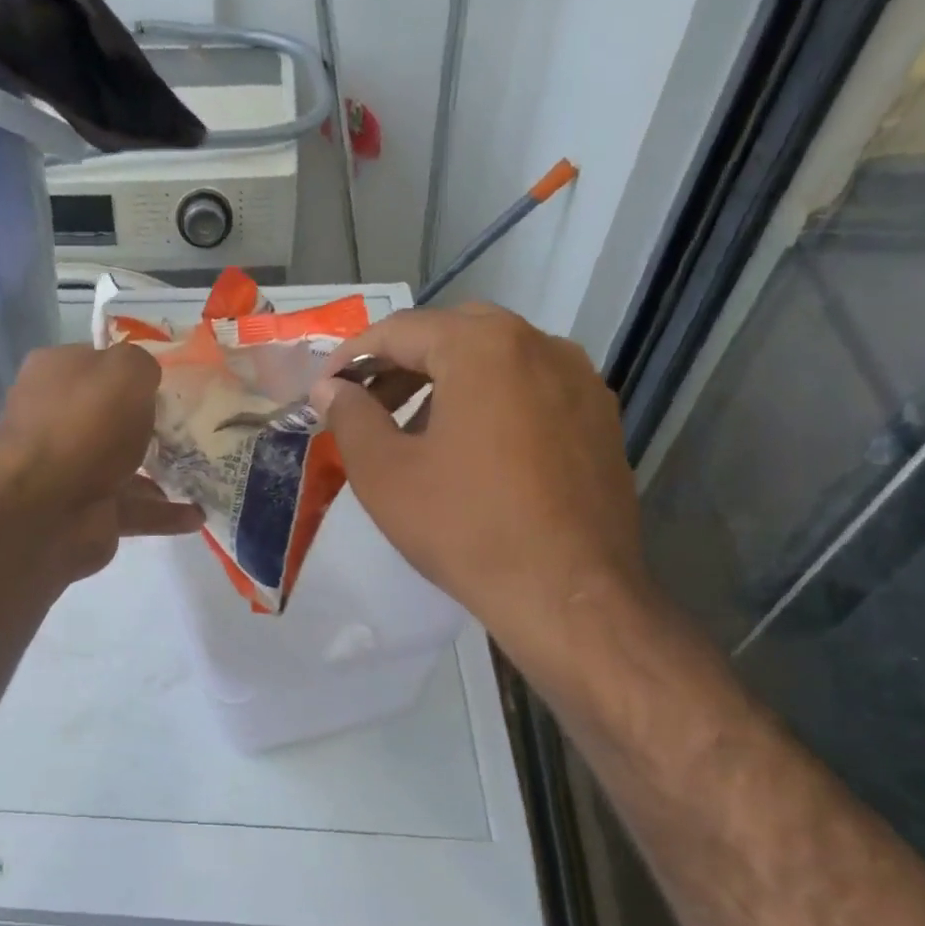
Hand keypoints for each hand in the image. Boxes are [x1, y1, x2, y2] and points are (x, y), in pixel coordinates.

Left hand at [0, 343, 203, 582]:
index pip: (98, 362)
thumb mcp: (124, 372)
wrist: (43, 510)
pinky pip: (136, 509)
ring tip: (207, 470)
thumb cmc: (84, 425)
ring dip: (163, 469)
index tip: (174, 377)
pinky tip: (198, 514)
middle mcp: (59, 419)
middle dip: (151, 421)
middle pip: (113, 415)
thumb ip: (141, 364)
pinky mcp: (90, 511)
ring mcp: (72, 469)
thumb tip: (145, 376)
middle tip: (198, 423)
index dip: (133, 367)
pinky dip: (165, 513)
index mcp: (56, 375)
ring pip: (126, 464)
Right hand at [310, 305, 649, 671]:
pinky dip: (489, 400)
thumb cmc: (464, 526)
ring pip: (496, 359)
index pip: (402, 330)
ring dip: (446, 380)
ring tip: (411, 428)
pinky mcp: (599, 419)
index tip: (325, 387)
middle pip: (453, 334)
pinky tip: (469, 448)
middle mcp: (540, 346)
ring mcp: (579, 382)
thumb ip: (349, 417)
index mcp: (485, 348)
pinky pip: (530, 388)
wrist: (568, 595)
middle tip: (365, 401)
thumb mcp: (384, 472)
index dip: (353, 354)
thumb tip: (330, 388)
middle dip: (401, 362)